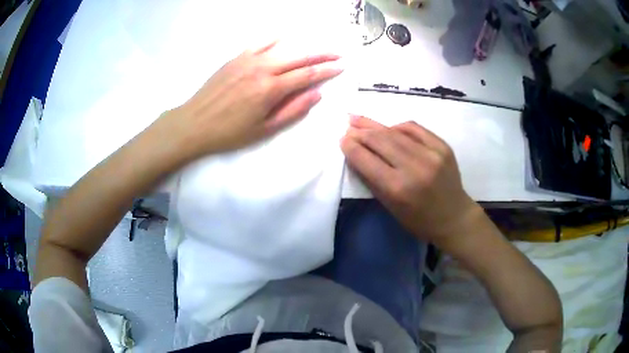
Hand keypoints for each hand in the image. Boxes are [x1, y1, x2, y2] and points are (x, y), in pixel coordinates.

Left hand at [162, 41, 342, 159]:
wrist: (194, 123)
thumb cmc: (230, 132)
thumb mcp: (264, 129)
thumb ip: (293, 110)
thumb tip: (317, 94)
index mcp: (271, 89)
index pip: (307, 75)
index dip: (327, 70)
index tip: (341, 66)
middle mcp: (263, 68)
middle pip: (299, 57)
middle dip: (321, 54)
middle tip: (338, 53)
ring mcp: (248, 60)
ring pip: (282, 48)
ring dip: (302, 47)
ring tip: (317, 48)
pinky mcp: (236, 58)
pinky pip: (259, 43)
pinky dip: (273, 39)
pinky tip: (282, 37)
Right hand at [341, 115, 480, 246]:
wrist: (454, 217)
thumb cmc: (418, 220)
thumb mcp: (390, 207)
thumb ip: (371, 179)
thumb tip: (356, 153)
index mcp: (397, 188)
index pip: (366, 159)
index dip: (351, 146)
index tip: (342, 139)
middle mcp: (414, 167)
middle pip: (380, 140)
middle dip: (360, 132)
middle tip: (348, 125)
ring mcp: (431, 154)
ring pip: (395, 131)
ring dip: (375, 125)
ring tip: (360, 119)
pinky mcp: (443, 146)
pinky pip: (414, 128)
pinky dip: (398, 126)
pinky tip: (389, 127)